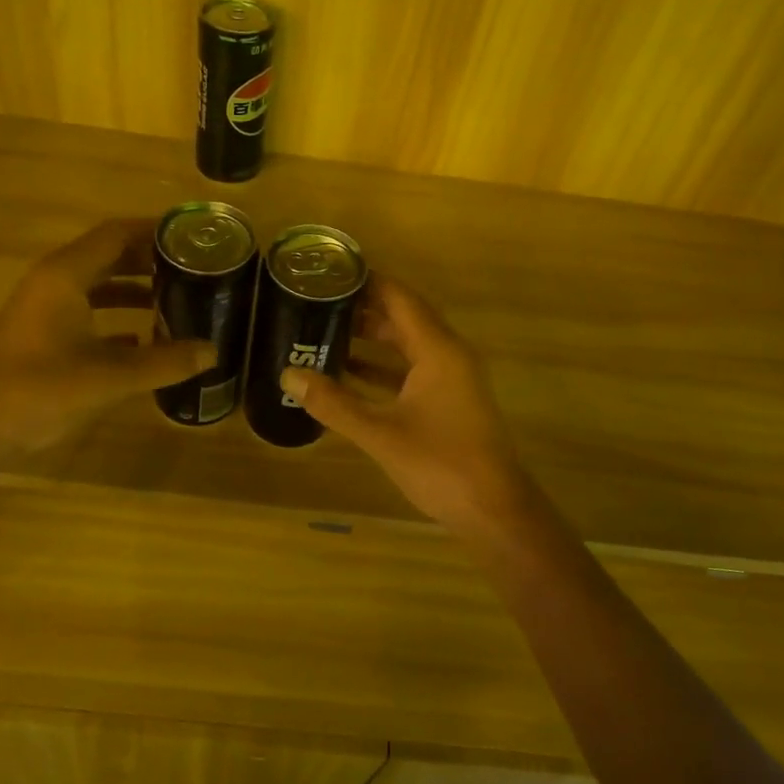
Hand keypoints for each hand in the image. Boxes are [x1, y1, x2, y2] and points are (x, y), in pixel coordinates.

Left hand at [0, 219, 215, 453]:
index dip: (155, 231)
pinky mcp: (41, 332)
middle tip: (194, 268)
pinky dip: (116, 314)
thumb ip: (165, 362)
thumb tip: (213, 352)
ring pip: (97, 283)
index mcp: (66, 275)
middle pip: (109, 254)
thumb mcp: (110, 377)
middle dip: (150, 259)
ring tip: (177, 298)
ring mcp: (44, 307)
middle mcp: (54, 281)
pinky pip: (86, 309)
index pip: (117, 234)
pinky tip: (144, 336)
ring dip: (134, 287)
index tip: (193, 237)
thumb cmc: (39, 390)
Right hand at [279, 277, 526, 531]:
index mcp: (437, 350)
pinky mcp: (450, 399)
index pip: (399, 298)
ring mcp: (452, 377)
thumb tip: (288, 374)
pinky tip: (350, 372)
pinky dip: (384, 366)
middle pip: (404, 317)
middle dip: (364, 307)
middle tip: (320, 301)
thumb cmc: (440, 465)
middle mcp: (448, 354)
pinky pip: (413, 368)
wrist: (494, 511)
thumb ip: (334, 403)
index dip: (367, 281)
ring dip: (373, 337)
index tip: (330, 272)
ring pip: (408, 343)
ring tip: (327, 329)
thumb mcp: (380, 433)